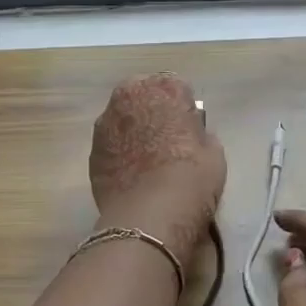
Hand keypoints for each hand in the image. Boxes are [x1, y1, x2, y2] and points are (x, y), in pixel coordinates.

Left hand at [89, 73, 225, 261]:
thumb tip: (192, 135)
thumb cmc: (191, 178)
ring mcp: (105, 123)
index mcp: (164, 88)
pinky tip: (131, 175)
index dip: (183, 109)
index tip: (187, 129)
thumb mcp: (214, 152)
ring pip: (122, 120)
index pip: (176, 88)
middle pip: (143, 97)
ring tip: (145, 160)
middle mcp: (128, 96)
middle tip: (166, 140)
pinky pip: (110, 145)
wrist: (150, 217)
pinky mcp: (91, 151)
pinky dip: (118, 153)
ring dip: (132, 131)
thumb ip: (200, 134)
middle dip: (152, 112)